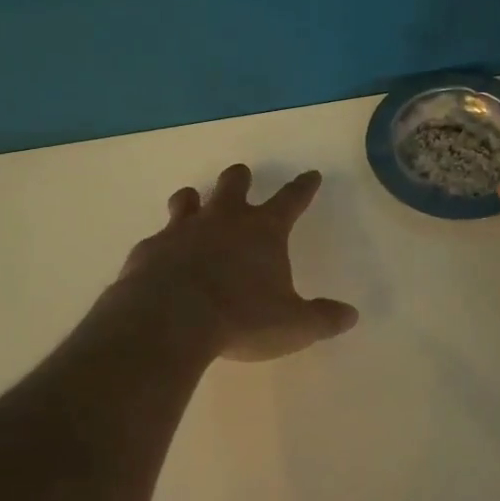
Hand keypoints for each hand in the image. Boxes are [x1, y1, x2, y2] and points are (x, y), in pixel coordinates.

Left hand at [111, 164, 359, 361]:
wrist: (168, 321)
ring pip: (188, 199)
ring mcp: (182, 231)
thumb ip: (322, 319)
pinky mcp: (149, 250)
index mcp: (263, 231)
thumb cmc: (240, 319)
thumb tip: (350, 315)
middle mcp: (223, 220)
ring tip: (193, 202)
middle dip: (240, 179)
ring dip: (193, 200)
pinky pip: (157, 238)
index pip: (291, 199)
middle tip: (242, 177)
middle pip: (234, 184)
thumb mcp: (292, 325)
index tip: (310, 175)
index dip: (303, 187)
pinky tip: (160, 259)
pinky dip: (162, 244)